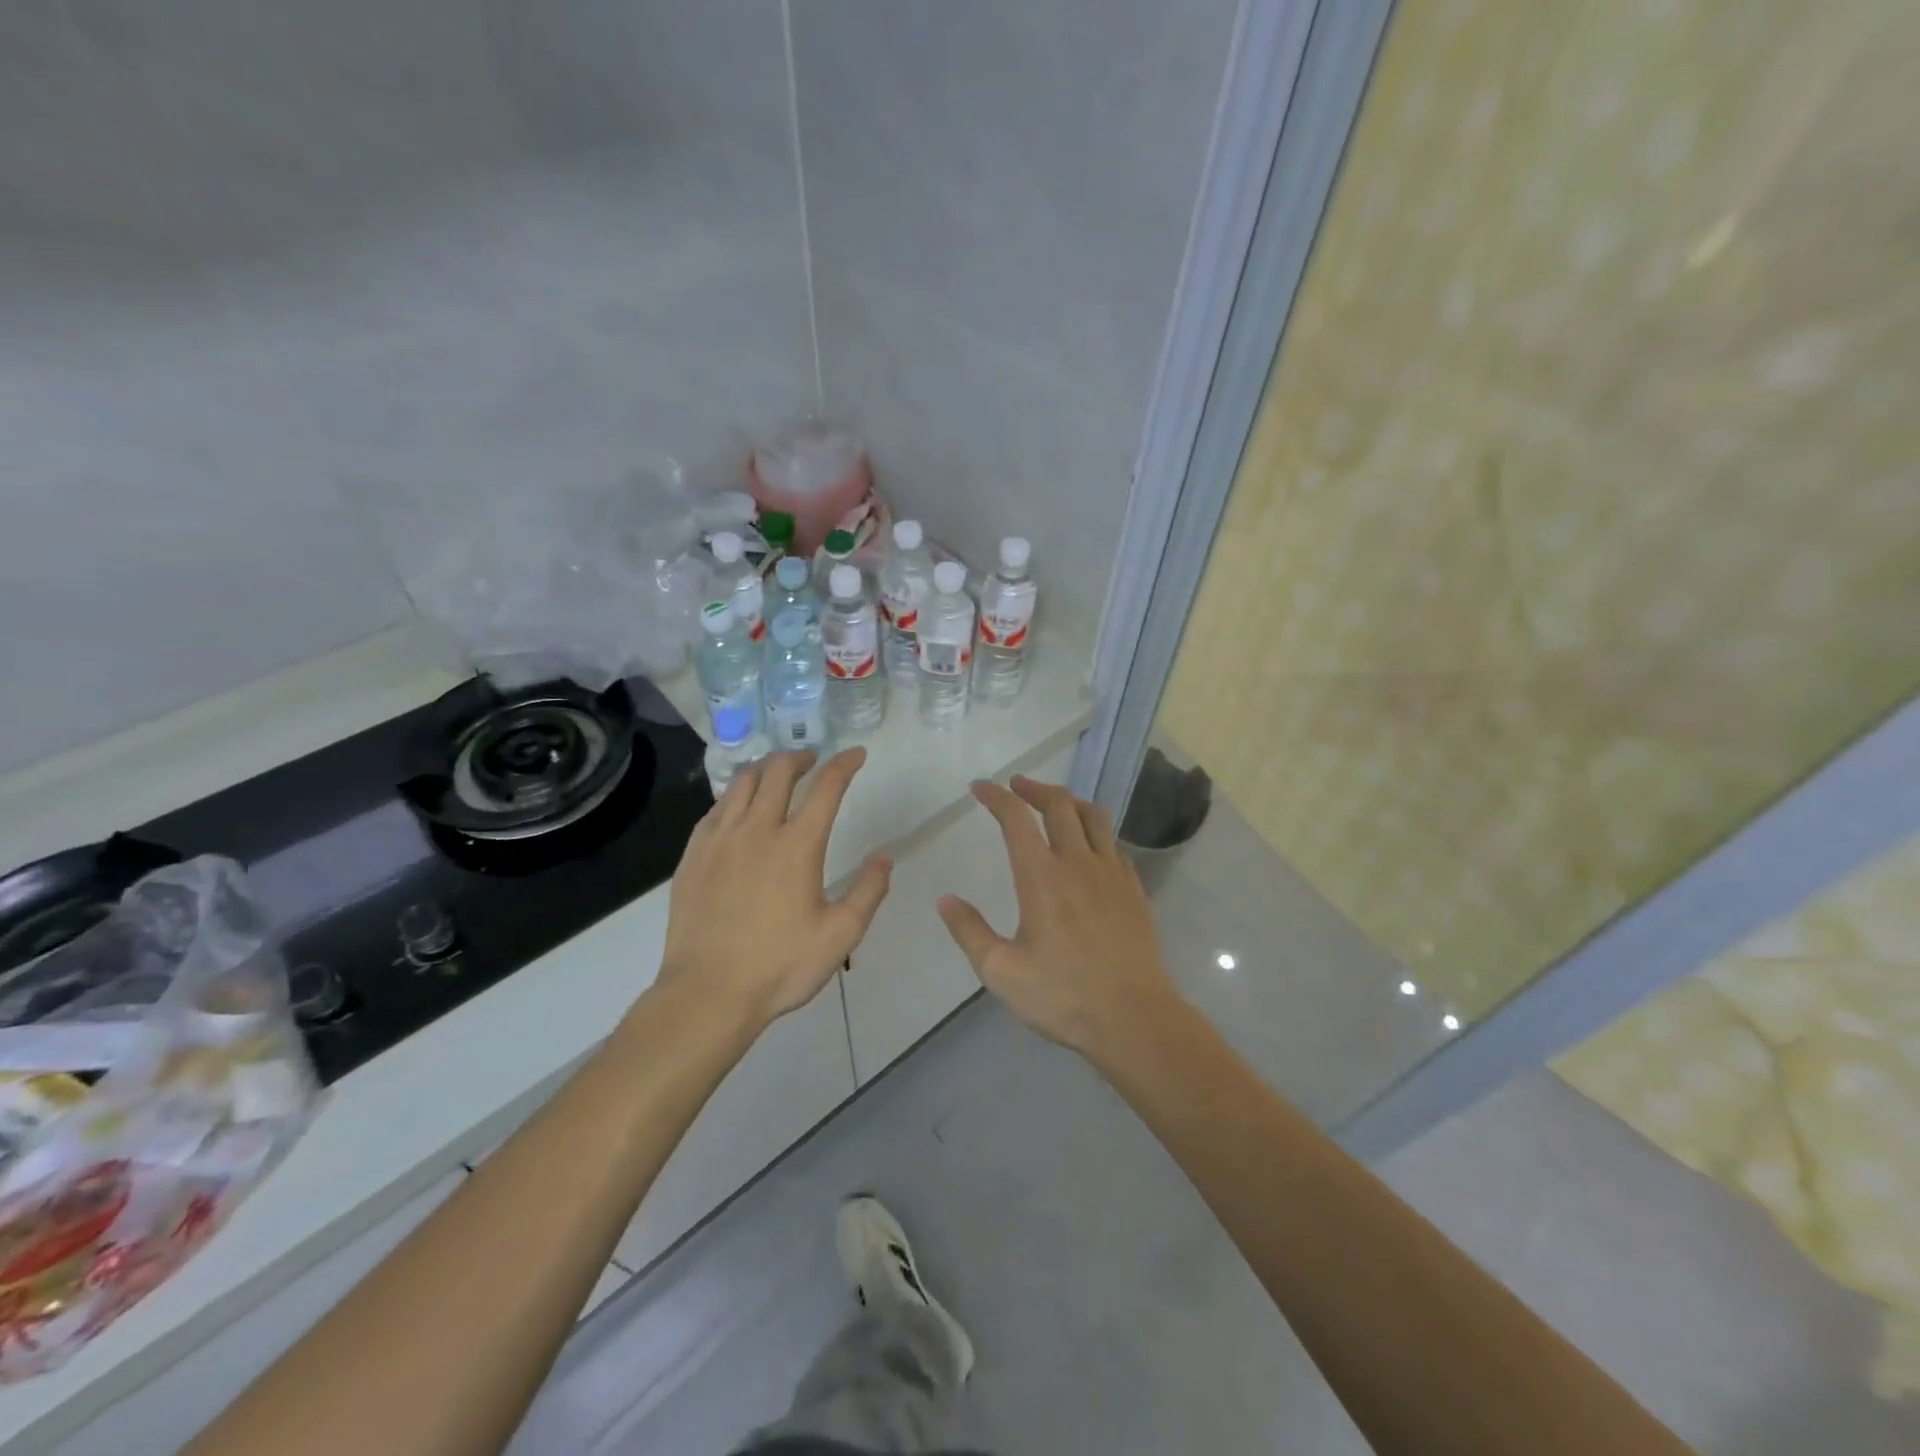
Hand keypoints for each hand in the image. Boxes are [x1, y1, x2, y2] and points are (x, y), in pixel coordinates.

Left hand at [660, 748, 890, 1027]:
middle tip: (813, 761)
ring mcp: (720, 839)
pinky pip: (715, 808)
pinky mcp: (693, 855)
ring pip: (742, 782)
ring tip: (777, 775)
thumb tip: (886, 856)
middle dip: (800, 757)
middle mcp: (757, 830)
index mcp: (798, 845)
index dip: (844, 764)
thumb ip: (869, 891)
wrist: (707, 993)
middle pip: (778, 771)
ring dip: (766, 770)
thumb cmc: (780, 966)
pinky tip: (739, 808)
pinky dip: (735, 795)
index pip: (826, 787)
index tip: (856, 754)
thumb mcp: (840, 935)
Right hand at [938, 775, 1180, 1059]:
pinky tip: (1089, 849)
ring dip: (1069, 801)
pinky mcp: (1134, 889)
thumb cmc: (1063, 996)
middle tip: (1016, 787)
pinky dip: (1096, 833)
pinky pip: (1114, 844)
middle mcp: (1078, 863)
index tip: (980, 788)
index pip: (1016, 819)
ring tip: (1054, 804)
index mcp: (1041, 877)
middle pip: (1059, 804)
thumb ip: (970, 932)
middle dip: (1033, 788)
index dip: (996, 796)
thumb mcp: (1001, 972)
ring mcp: (1112, 873)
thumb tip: (945, 900)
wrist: (1134, 1018)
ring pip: (1094, 816)